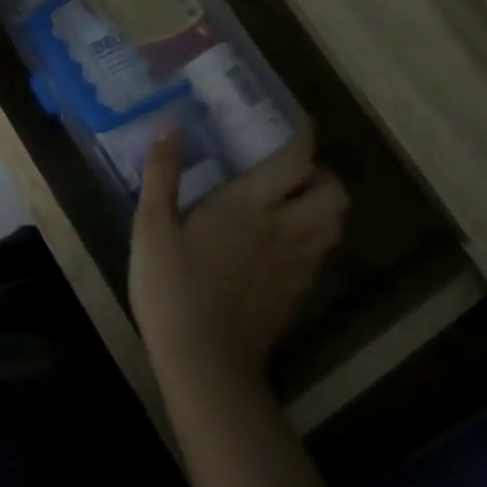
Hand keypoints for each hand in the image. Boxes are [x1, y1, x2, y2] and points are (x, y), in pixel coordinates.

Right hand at [129, 122, 347, 391]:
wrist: (204, 364)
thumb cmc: (173, 289)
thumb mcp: (151, 228)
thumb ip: (162, 174)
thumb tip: (170, 126)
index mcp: (251, 204)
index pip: (297, 158)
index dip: (304, 134)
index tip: (296, 123)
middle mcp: (285, 228)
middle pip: (335, 193)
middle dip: (322, 176)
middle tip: (293, 175)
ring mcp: (297, 264)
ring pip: (335, 225)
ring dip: (323, 208)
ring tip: (293, 206)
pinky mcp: (297, 293)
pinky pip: (320, 256)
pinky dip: (312, 241)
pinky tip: (282, 247)